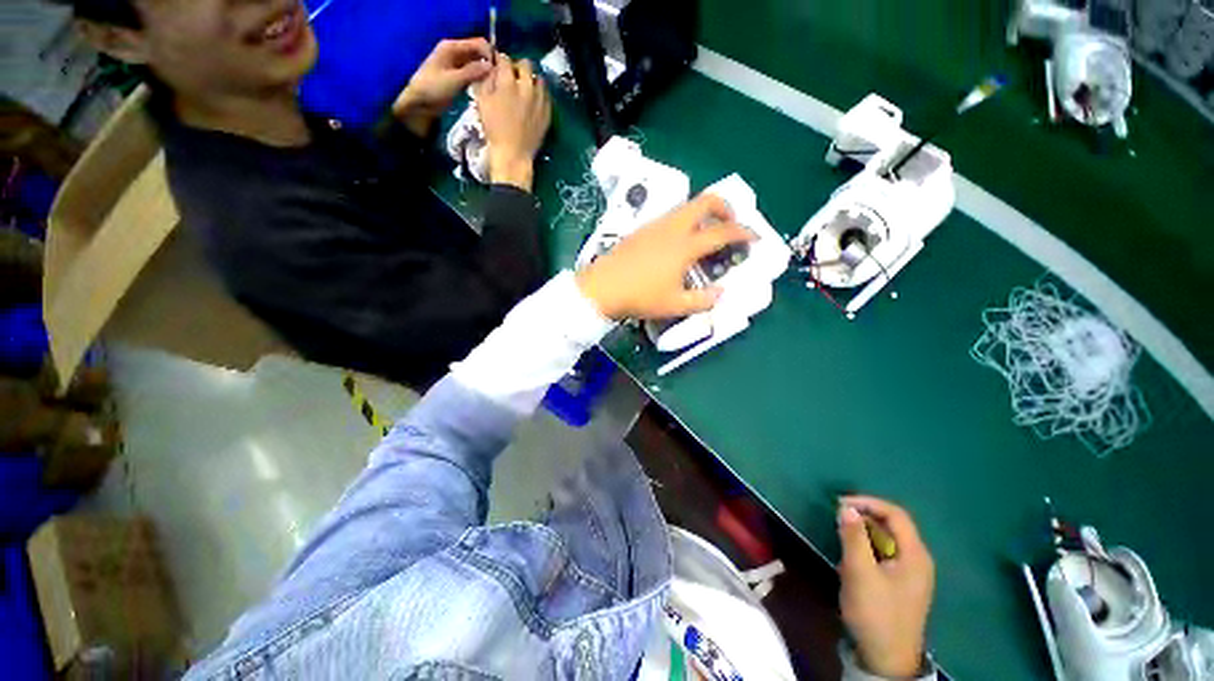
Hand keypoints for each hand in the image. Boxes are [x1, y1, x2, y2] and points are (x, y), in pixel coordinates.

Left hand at [393, 38, 492, 136]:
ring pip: (476, 64)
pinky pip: (473, 74)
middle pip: (478, 53)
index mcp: (452, 47)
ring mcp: (456, 65)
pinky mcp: (457, 77)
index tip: (498, 70)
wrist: (419, 103)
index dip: (489, 54)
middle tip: (498, 80)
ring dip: (485, 73)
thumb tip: (492, 66)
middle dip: (488, 64)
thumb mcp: (454, 79)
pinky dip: (479, 79)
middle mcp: (455, 52)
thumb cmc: (434, 88)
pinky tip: (486, 89)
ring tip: (494, 86)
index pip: (478, 43)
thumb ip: (473, 72)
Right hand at [474, 54, 550, 190]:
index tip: (498, 65)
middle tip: (513, 76)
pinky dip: (540, 95)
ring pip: (540, 79)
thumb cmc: (494, 129)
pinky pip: (547, 97)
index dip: (500, 60)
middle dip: (518, 67)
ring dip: (532, 80)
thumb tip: (493, 71)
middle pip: (526, 65)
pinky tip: (534, 101)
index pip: (505, 59)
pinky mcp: (547, 113)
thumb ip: (487, 81)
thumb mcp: (482, 102)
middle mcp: (527, 87)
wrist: (513, 154)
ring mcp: (540, 101)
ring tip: (526, 88)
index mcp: (508, 83)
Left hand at [575, 194, 754, 320]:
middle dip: (725, 207)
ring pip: (686, 206)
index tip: (755, 237)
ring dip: (703, 213)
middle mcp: (672, 227)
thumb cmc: (640, 296)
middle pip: (705, 201)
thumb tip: (719, 294)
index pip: (722, 231)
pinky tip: (679, 243)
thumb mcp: (675, 305)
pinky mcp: (641, 229)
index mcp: (685, 245)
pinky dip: (685, 221)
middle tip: (730, 226)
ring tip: (705, 235)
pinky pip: (670, 216)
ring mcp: (655, 225)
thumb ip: (702, 300)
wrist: (602, 287)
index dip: (744, 232)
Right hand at [838, 496, 934, 678]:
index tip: (840, 504)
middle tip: (837, 515)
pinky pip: (885, 553)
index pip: (895, 515)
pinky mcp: (902, 582)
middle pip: (893, 525)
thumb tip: (846, 508)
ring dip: (864, 530)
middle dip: (865, 515)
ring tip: (841, 532)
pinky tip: (852, 553)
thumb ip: (854, 538)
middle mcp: (918, 559)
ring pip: (888, 539)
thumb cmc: (875, 612)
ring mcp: (911, 572)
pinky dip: (868, 545)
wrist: (886, 657)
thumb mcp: (860, 573)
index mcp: (915, 555)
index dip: (868, 503)